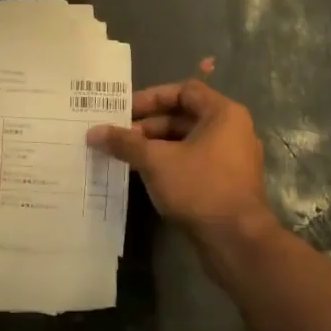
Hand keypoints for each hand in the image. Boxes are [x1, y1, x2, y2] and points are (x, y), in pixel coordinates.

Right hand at [86, 77, 275, 242]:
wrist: (237, 240)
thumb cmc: (199, 187)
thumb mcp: (156, 161)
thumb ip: (125, 143)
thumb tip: (93, 132)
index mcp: (223, 114)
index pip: (184, 90)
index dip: (152, 97)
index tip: (124, 110)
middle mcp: (232, 130)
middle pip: (184, 116)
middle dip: (148, 126)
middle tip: (117, 137)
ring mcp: (231, 158)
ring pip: (187, 142)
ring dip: (156, 146)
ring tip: (124, 156)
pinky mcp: (226, 182)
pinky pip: (193, 161)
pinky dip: (169, 163)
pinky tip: (144, 175)